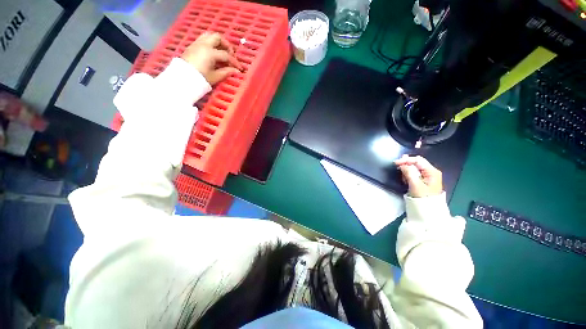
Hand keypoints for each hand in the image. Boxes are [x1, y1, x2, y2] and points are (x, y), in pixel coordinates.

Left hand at [181, 32, 243, 84]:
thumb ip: (226, 72)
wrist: (183, 78)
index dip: (234, 62)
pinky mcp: (192, 46)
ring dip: (218, 42)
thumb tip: (236, 71)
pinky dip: (211, 43)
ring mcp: (197, 44)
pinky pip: (203, 39)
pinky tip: (213, 53)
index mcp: (210, 52)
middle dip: (226, 45)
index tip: (239, 68)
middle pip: (218, 38)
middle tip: (230, 54)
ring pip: (209, 35)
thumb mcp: (215, 76)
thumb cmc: (200, 78)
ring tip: (222, 51)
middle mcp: (204, 44)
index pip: (226, 55)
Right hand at [394, 155, 442, 197]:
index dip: (406, 160)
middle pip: (417, 162)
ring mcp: (428, 176)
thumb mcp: (415, 184)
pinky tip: (406, 179)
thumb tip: (402, 165)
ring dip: (407, 170)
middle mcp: (431, 171)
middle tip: (397, 167)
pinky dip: (409, 174)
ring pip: (415, 167)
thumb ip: (409, 172)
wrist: (427, 210)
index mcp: (432, 171)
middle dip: (406, 164)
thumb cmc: (422, 197)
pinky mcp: (424, 180)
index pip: (418, 160)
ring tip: (403, 177)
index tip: (395, 163)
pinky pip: (415, 173)